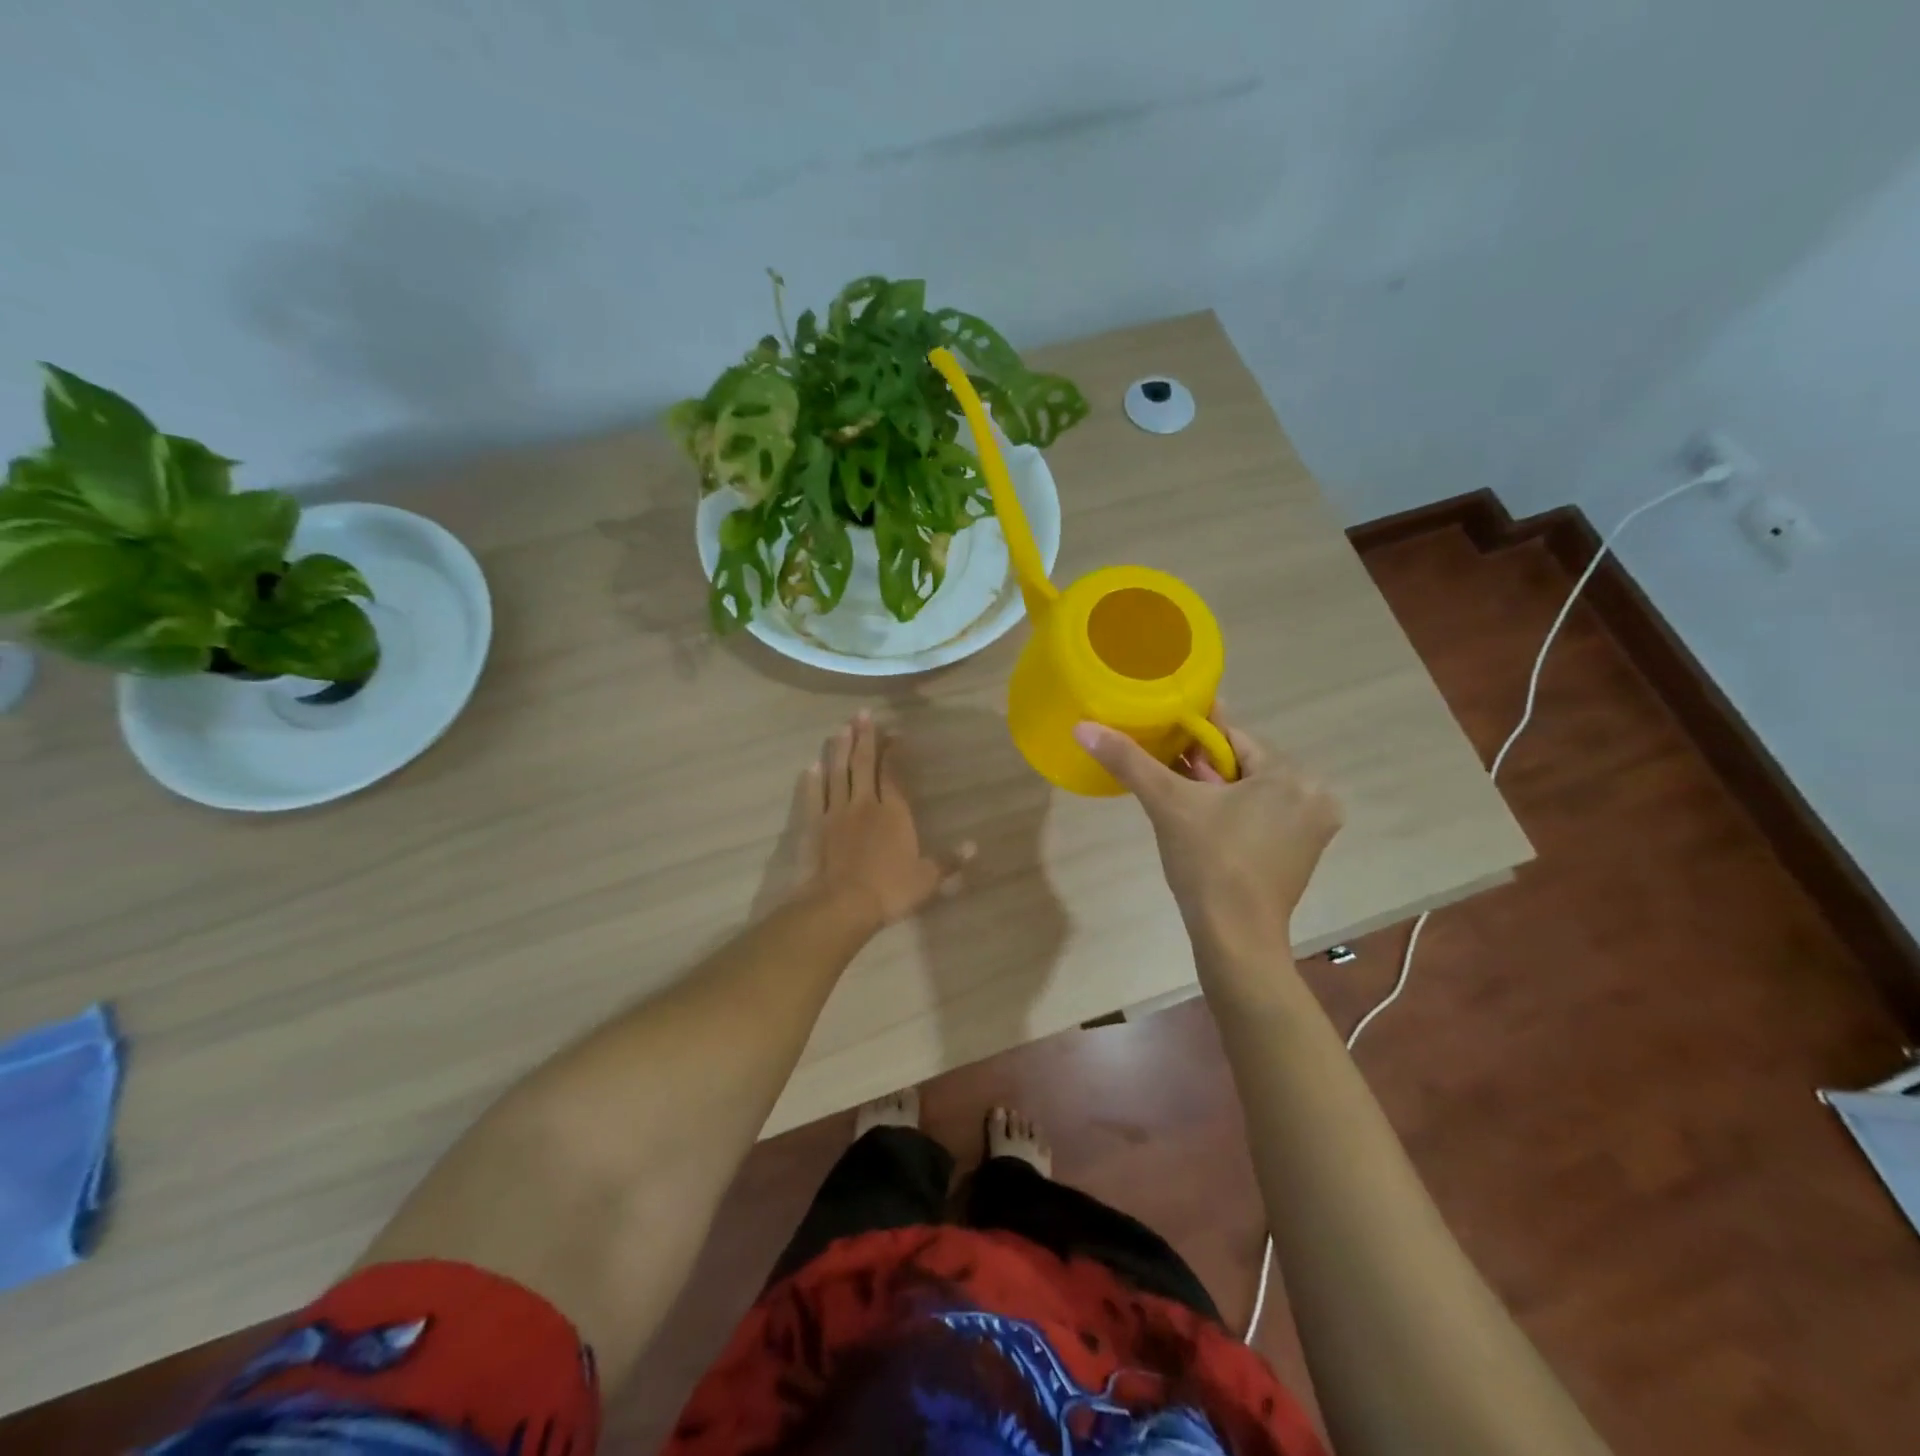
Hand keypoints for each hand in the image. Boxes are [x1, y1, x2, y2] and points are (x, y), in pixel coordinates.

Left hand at [790, 711, 973, 934]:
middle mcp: (864, 804)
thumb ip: (948, 861)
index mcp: (894, 813)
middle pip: (863, 765)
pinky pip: (814, 798)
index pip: (893, 774)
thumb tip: (974, 847)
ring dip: (839, 750)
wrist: (841, 905)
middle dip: (864, 738)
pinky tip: (812, 766)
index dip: (893, 752)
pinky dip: (813, 781)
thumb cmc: (889, 890)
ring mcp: (836, 813)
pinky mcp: (814, 827)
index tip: (895, 734)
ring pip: (837, 774)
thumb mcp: (926, 880)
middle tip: (862, 714)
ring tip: (840, 728)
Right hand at [1073, 711, 1340, 942]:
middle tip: (1164, 772)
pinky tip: (1203, 825)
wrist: (1234, 938)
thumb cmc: (1207, 863)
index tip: (1162, 734)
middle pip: (1244, 766)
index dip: (1193, 736)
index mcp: (1291, 775)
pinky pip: (1262, 817)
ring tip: (1177, 798)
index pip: (1233, 738)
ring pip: (1252, 792)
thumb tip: (1083, 727)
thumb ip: (1129, 761)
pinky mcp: (1302, 854)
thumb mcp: (1166, 804)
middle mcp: (1313, 796)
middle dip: (1204, 768)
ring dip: (1217, 791)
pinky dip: (1234, 814)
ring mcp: (1312, 829)